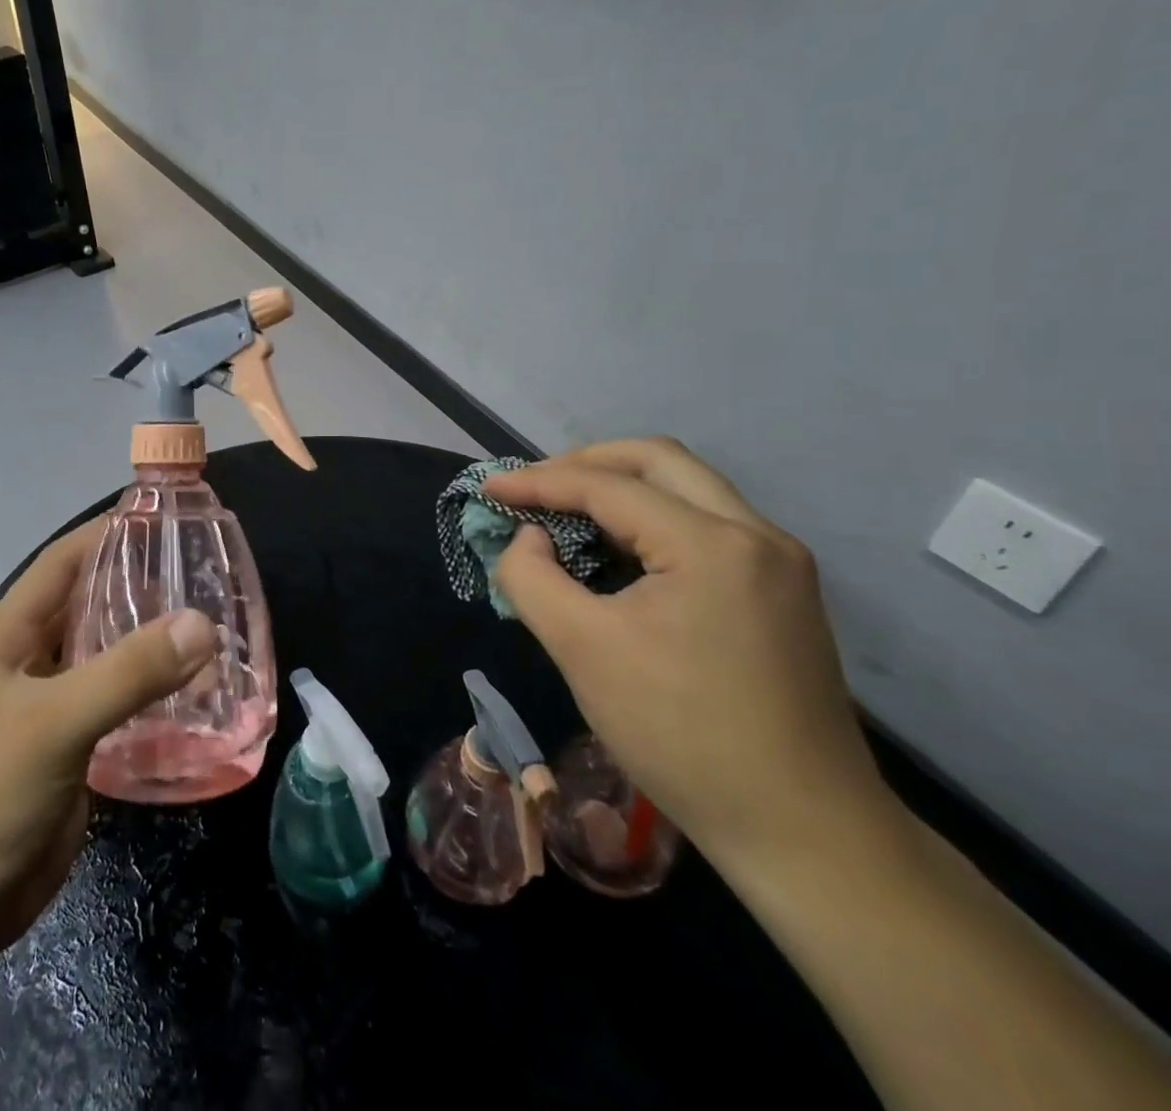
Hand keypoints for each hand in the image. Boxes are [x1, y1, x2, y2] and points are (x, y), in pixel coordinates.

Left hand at [0, 518, 218, 962]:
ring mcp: (48, 708)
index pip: (60, 564)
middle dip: (136, 587)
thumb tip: (201, 623)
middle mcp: (28, 664)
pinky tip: (195, 692)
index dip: (104, 534)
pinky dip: (151, 693)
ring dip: (148, 643)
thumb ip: (128, 672)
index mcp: (8, 639)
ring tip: (208, 626)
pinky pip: (116, 705)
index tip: (158, 516)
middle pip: (87, 607)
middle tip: (198, 572)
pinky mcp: (70, 749)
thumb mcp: (56, 723)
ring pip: (105, 657)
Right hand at [486, 438, 893, 870]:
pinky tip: (614, 554)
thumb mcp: (582, 650)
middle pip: (659, 460)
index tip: (488, 487)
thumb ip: (532, 578)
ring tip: (564, 516)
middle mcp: (756, 535)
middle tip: (535, 487)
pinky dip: (649, 522)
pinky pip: (704, 526)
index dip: (538, 481)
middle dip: (586, 463)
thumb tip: (528, 539)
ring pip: (687, 489)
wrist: (804, 833)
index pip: (608, 486)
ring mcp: (777, 564)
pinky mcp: (780, 593)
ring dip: (620, 490)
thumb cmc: (681, 735)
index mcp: (712, 544)